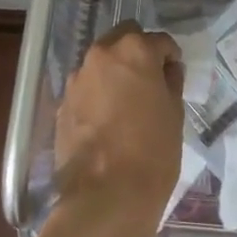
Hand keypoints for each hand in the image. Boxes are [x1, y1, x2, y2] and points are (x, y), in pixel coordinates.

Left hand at [53, 21, 182, 236]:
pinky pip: (86, 89)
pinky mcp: (63, 103)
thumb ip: (170, 82)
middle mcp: (102, 54)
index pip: (159, 41)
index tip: (174, 75)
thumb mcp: (174, 113)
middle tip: (149, 82)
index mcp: (134, 50)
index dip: (170, 57)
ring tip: (126, 104)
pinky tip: (107, 122)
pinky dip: (98, 95)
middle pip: (124, 39)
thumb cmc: (152, 151)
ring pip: (101, 63)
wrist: (106, 196)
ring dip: (115, 73)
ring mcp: (78, 78)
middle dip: (137, 53)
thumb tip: (166, 70)